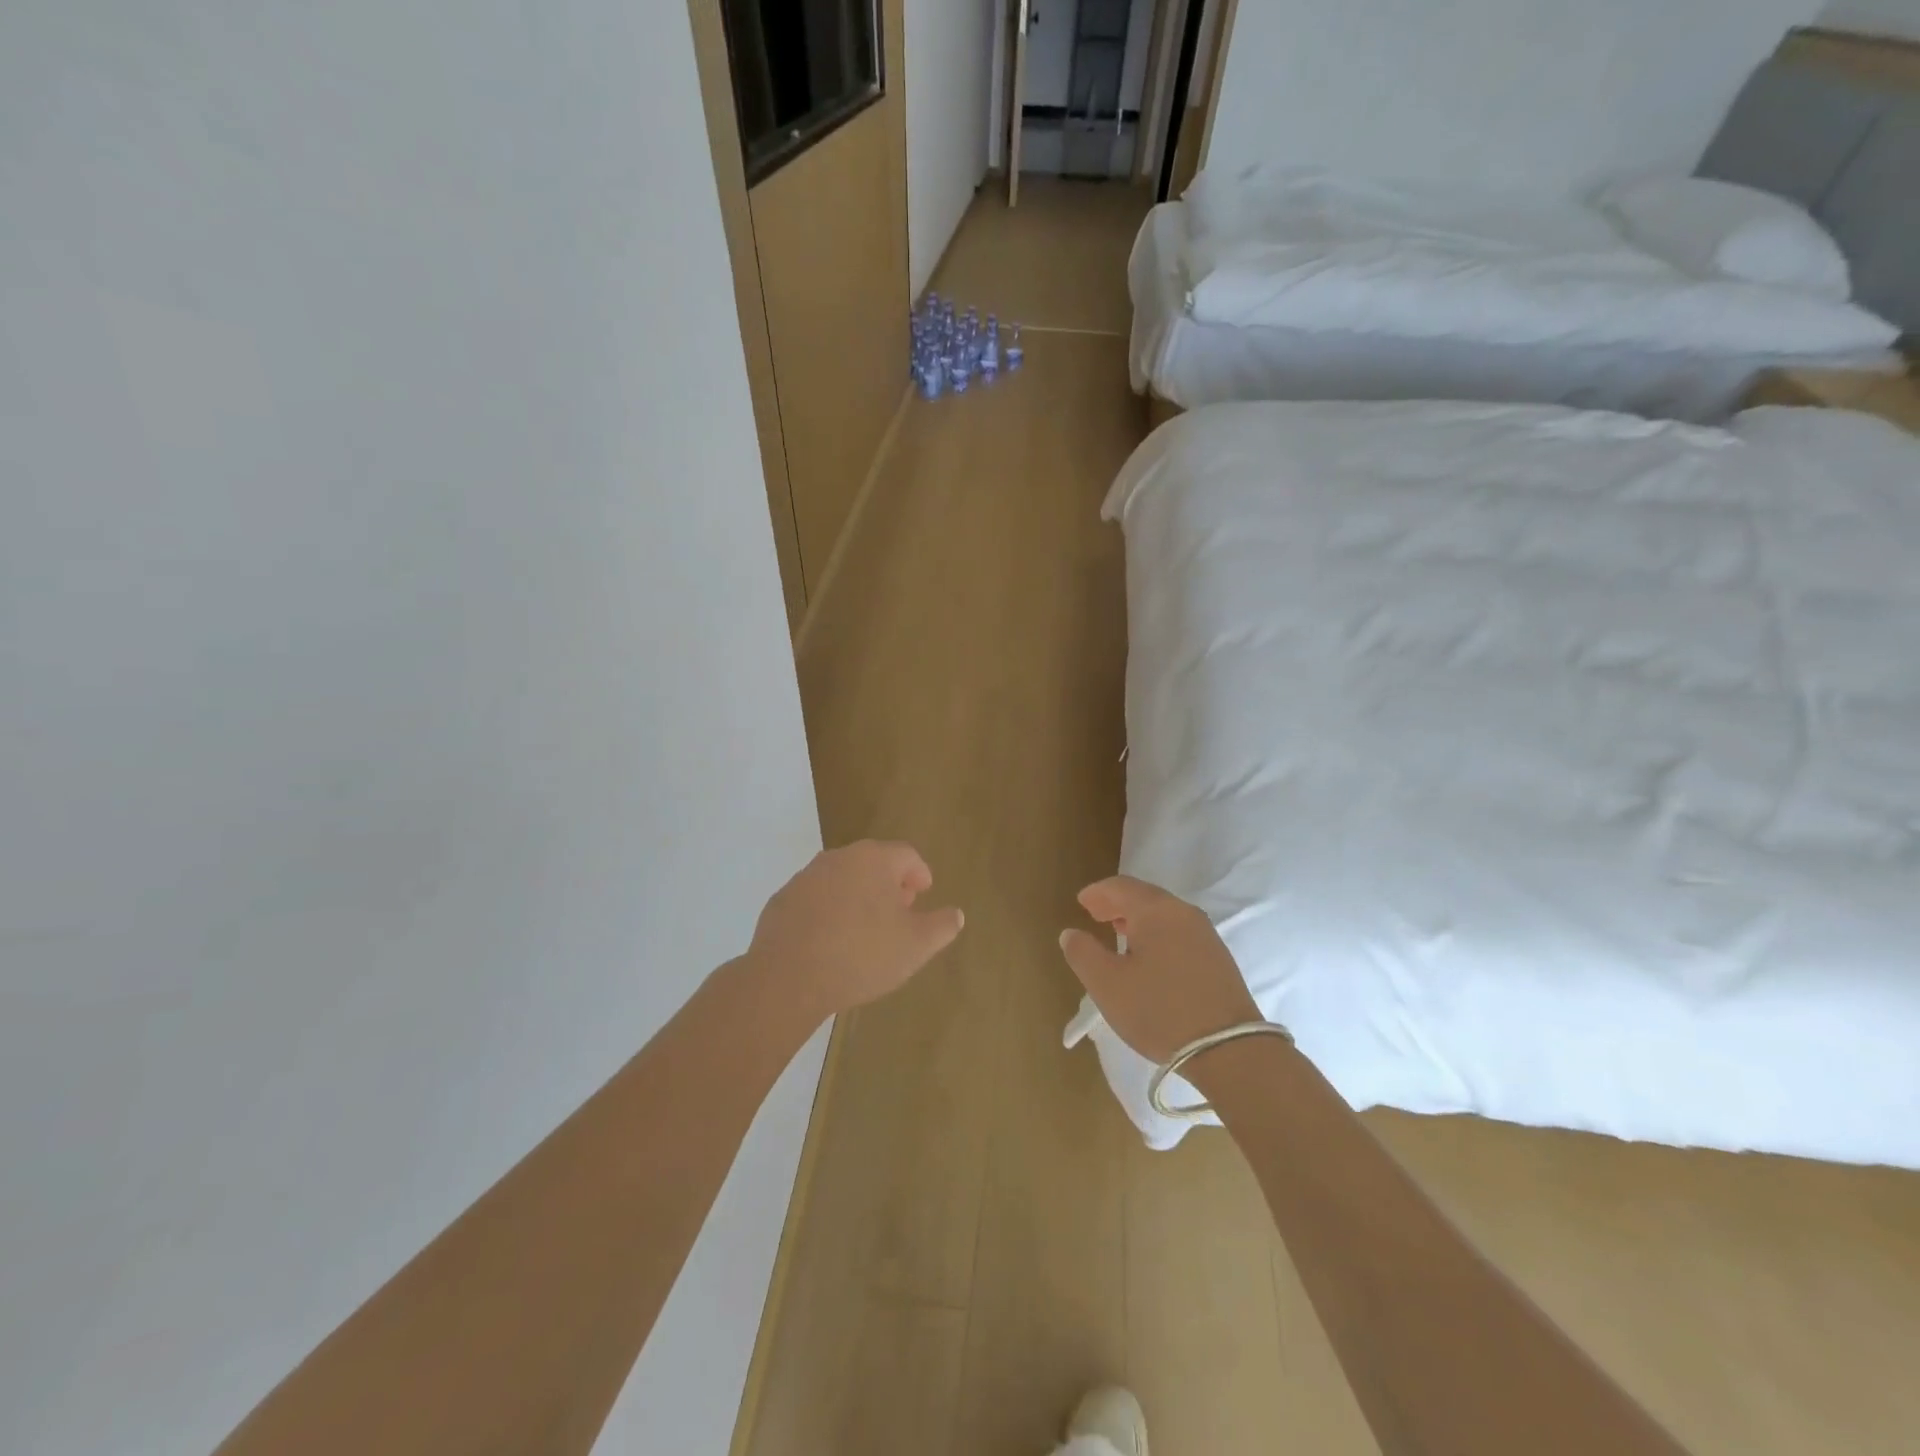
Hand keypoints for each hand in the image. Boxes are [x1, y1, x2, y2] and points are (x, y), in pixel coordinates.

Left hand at [746, 840, 964, 1025]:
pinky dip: (828, 911)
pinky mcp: (782, 899)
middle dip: (889, 884)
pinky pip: (815, 899)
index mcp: (874, 860)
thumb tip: (956, 914)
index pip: (907, 855)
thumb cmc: (862, 955)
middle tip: (899, 911)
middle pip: (873, 862)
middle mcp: (839, 858)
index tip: (924, 894)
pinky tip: (830, 941)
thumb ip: (942, 926)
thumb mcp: (916, 946)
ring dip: (857, 896)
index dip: (920, 873)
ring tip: (865, 929)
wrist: (787, 977)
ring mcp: (806, 876)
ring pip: (842, 879)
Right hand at [1058, 876, 1259, 1064]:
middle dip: (1117, 903)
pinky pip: (1179, 931)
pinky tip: (1150, 956)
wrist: (1230, 1050)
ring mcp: (1205, 934)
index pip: (1120, 887)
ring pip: (1164, 914)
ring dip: (1138, 918)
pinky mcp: (1218, 957)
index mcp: (1155, 910)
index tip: (1081, 902)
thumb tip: (1071, 933)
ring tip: (1119, 933)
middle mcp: (1183, 912)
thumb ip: (1083, 953)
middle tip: (1095, 915)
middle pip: (1144, 896)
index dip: (1097, 892)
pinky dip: (1157, 933)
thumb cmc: (1159, 1011)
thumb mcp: (1107, 985)